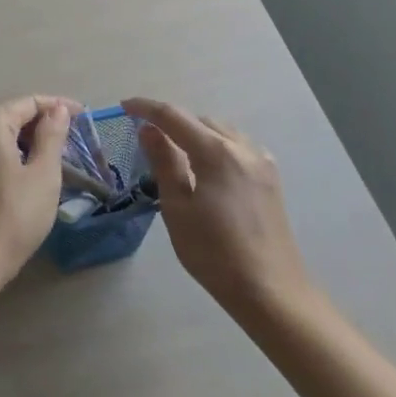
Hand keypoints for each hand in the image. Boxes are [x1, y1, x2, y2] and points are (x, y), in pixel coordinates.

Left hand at [0, 95, 78, 277]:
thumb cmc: (14, 213)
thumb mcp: (43, 173)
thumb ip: (52, 136)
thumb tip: (56, 110)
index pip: (27, 103)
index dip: (57, 106)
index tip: (83, 115)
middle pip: (10, 115)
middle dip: (41, 122)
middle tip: (72, 137)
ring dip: (26, 139)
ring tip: (55, 153)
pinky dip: (11, 154)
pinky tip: (29, 169)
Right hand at [122, 98, 315, 318]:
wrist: (269, 289)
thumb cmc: (214, 253)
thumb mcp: (177, 208)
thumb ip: (164, 163)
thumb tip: (148, 130)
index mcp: (216, 153)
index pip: (174, 116)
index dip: (146, 108)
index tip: (124, 107)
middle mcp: (243, 148)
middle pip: (200, 120)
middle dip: (172, 122)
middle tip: (146, 138)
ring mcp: (262, 162)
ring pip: (222, 132)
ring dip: (196, 133)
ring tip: (175, 152)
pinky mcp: (270, 178)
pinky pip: (238, 147)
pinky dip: (217, 146)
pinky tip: (207, 168)